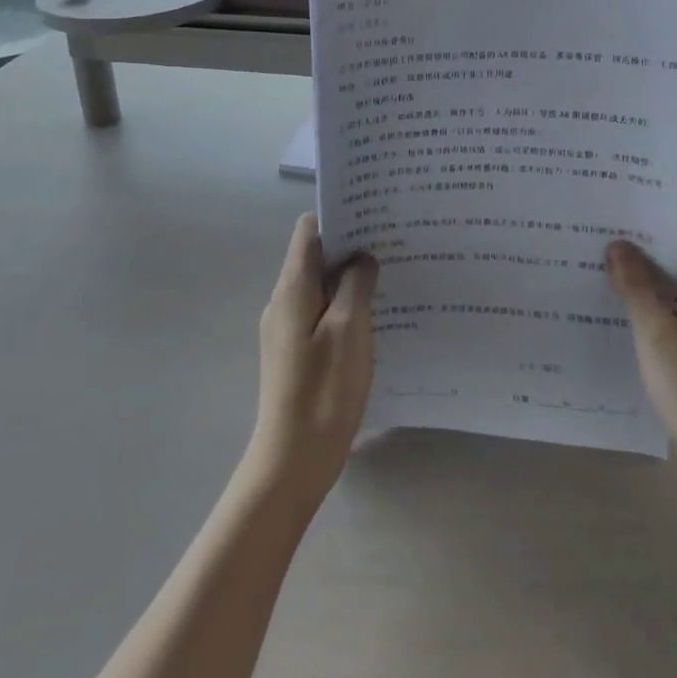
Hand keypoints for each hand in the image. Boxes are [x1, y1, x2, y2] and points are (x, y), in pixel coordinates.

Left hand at [245, 214, 377, 510]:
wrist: (293, 459)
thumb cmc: (324, 389)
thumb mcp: (349, 329)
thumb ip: (355, 284)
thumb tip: (361, 257)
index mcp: (292, 287)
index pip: (309, 230)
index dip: (339, 217)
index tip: (374, 217)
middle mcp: (284, 301)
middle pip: (314, 256)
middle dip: (351, 247)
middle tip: (392, 246)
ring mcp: (287, 328)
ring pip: (320, 286)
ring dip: (349, 279)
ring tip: (390, 278)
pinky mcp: (295, 351)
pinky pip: (320, 313)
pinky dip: (344, 306)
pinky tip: (374, 318)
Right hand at [605, 206, 676, 466]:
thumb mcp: (656, 335)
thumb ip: (636, 286)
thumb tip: (618, 244)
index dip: (672, 208)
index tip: (631, 205)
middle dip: (652, 235)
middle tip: (606, 228)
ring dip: (652, 267)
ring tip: (605, 260)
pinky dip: (658, 296)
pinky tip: (623, 305)